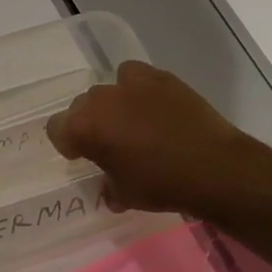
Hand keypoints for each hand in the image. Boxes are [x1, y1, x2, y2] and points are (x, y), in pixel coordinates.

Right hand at [46, 61, 258, 220]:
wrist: (214, 168)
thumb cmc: (160, 185)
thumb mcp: (124, 194)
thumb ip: (107, 184)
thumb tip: (107, 185)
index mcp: (84, 127)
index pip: (57, 129)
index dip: (68, 144)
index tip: (83, 157)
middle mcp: (101, 99)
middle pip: (81, 106)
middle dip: (90, 123)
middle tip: (109, 143)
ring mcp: (132, 84)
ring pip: (108, 89)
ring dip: (113, 104)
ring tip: (132, 123)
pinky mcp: (161, 77)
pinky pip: (135, 77)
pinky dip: (138, 89)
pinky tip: (152, 107)